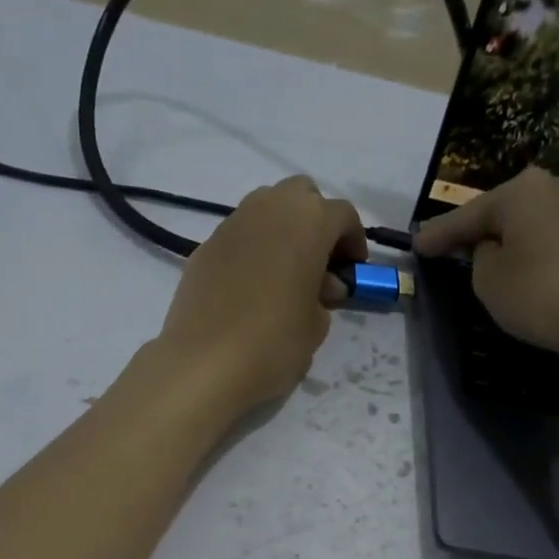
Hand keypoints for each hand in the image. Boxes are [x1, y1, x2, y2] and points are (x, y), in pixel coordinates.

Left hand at [156, 176, 364, 414]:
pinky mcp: (204, 247)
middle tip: (319, 260)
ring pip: (265, 209)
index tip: (353, 268)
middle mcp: (269, 209)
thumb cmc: (273, 343)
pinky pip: (238, 237)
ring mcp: (231, 225)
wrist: (204, 363)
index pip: (342, 215)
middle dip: (315, 221)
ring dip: (281, 231)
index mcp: (308, 222)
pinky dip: (252, 250)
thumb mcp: (316, 327)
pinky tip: (251, 287)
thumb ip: (324, 298)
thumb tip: (320, 286)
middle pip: (301, 196)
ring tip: (284, 273)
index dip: (354, 240)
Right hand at [414, 168, 558, 389]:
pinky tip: (523, 268)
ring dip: (507, 241)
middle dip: (476, 230)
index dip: (438, 235)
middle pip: (502, 212)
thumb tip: (494, 249)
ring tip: (484, 259)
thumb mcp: (488, 280)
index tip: (416, 245)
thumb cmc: (540, 294)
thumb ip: (479, 257)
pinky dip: (532, 252)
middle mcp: (554, 187)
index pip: (466, 216)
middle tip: (448, 247)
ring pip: (529, 225)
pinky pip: (550, 240)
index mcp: (521, 191)